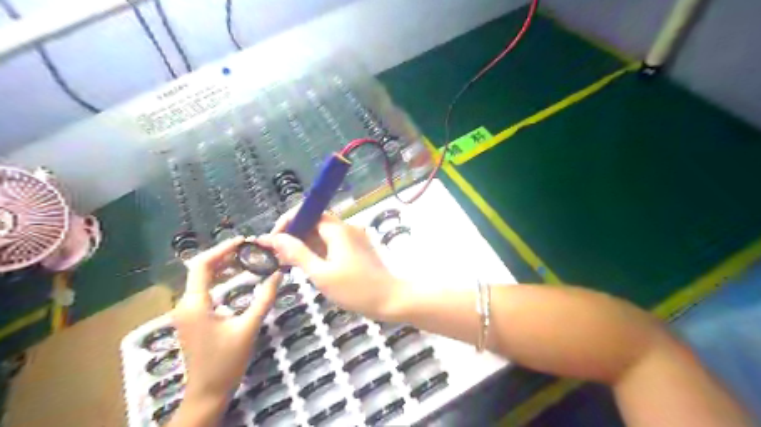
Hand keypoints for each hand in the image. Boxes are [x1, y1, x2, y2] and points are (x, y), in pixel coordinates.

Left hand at [170, 238, 279, 406]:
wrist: (208, 392)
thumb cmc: (227, 361)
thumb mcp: (249, 327)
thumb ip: (264, 299)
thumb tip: (278, 274)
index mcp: (195, 303)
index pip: (201, 265)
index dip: (221, 249)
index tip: (243, 241)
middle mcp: (185, 304)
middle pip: (199, 269)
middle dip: (223, 255)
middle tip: (248, 249)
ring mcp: (186, 312)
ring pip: (200, 279)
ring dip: (220, 267)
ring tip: (244, 258)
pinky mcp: (191, 318)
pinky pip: (202, 290)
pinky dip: (218, 279)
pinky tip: (233, 279)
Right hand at [257, 210, 402, 319]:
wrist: (391, 300)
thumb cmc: (355, 290)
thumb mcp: (321, 274)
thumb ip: (297, 254)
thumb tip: (274, 238)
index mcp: (337, 229)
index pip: (306, 212)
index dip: (287, 223)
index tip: (272, 242)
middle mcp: (346, 227)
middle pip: (314, 222)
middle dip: (294, 236)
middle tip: (277, 257)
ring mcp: (353, 237)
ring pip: (322, 234)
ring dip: (305, 245)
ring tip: (288, 264)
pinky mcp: (357, 247)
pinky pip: (332, 243)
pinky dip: (318, 251)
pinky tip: (309, 266)